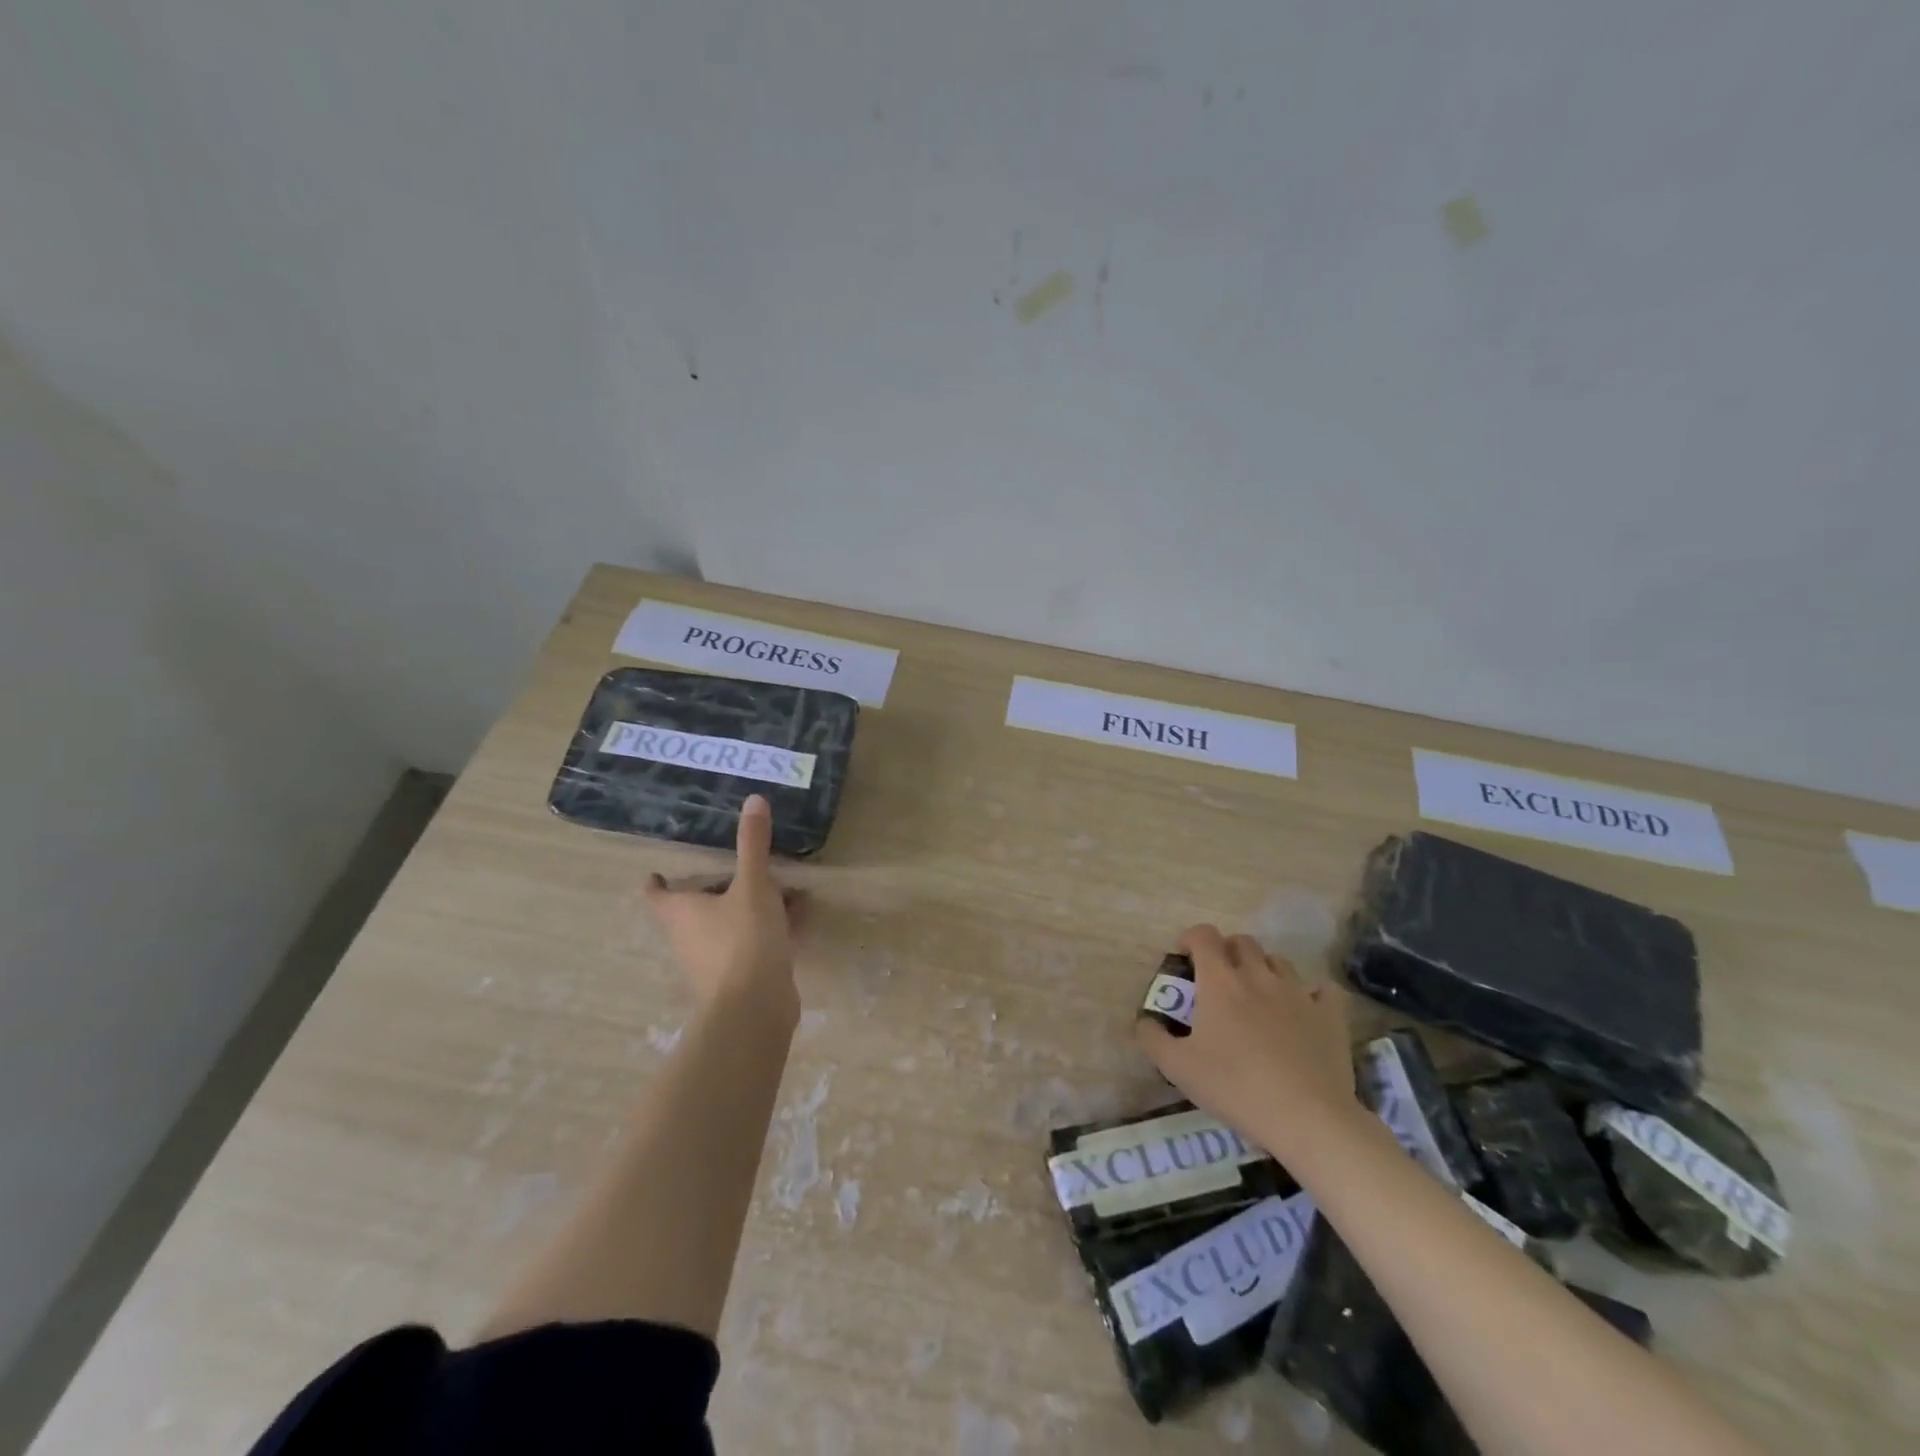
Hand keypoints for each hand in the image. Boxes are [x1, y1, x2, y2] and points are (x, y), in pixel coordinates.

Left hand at [644, 795, 800, 1016]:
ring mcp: (712, 962)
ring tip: (781, 888)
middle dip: (715, 889)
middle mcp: (688, 937)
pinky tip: (798, 917)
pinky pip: (750, 943)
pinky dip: (768, 928)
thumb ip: (752, 844)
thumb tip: (754, 799)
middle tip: (738, 867)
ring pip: (727, 926)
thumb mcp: (752, 885)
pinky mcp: (738, 979)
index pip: (657, 893)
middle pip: (693, 909)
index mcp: (681, 912)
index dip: (658, 881)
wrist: (755, 1009)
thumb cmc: (743, 940)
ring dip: (748, 908)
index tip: (660, 871)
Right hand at [1137, 924, 1356, 1160]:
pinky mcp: (1330, 1015)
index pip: (1203, 935)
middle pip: (1242, 941)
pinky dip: (1311, 994)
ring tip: (1259, 998)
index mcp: (1220, 981)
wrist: (1308, 1118)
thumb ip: (1153, 1039)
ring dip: (1264, 970)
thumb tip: (1145, 1021)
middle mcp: (1258, 975)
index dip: (1191, 939)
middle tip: (1219, 981)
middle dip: (1227, 952)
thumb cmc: (1235, 1087)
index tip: (1185, 960)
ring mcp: (1298, 992)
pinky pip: (1322, 990)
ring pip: (1279, 961)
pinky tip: (1304, 1011)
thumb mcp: (1178, 1069)